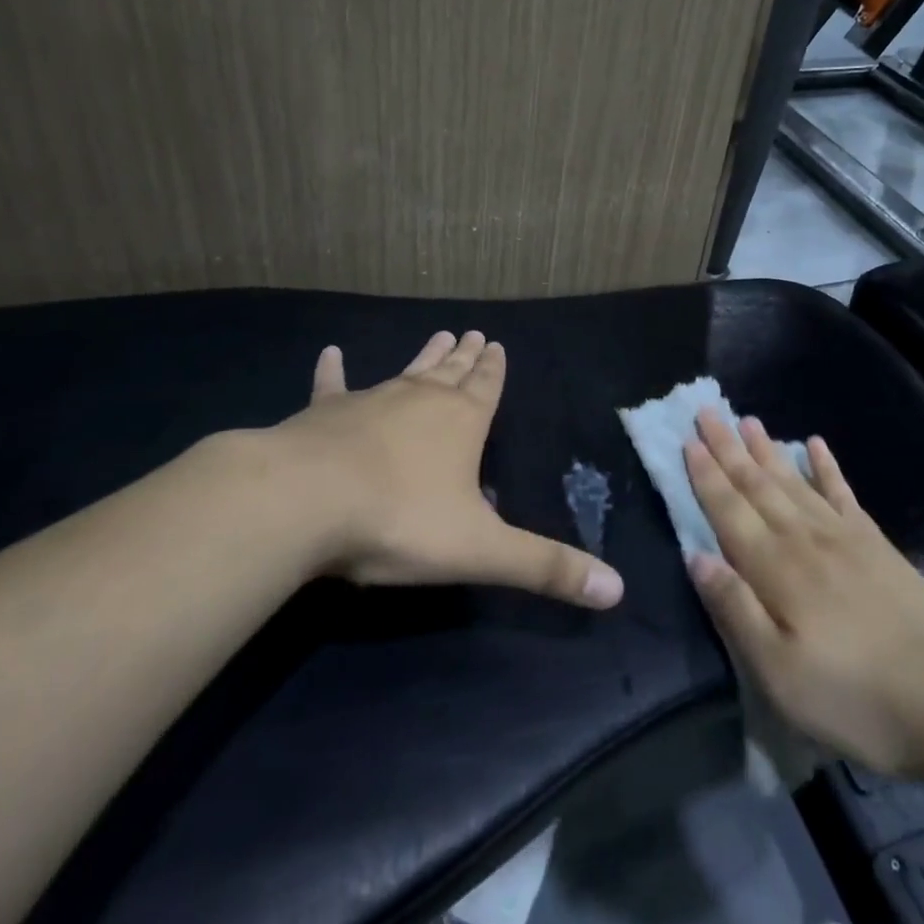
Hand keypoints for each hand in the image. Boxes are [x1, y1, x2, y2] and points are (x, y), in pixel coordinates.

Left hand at [261, 331, 623, 609]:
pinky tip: (331, 352)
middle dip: (465, 357)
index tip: (497, 343)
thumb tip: (617, 591)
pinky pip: (331, 385)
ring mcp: (370, 401)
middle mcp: (420, 401)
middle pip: (451, 373)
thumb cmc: (401, 521)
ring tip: (440, 333)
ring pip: (406, 373)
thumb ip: (546, 568)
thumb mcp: (482, 551)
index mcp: (462, 423)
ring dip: (423, 357)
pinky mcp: (323, 414)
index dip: (494, 369)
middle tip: (474, 332)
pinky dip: (332, 371)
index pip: (487, 388)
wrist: (306, 501)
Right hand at [683, 412, 923, 777]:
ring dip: (766, 449)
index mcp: (774, 568)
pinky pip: (842, 493)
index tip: (688, 440)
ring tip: (747, 420)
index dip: (706, 475)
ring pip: (793, 481)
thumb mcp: (778, 672)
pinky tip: (815, 444)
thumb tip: (694, 556)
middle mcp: (803, 539)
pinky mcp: (875, 544)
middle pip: (757, 485)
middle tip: (707, 412)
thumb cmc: (853, 695)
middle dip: (728, 448)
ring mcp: (842, 536)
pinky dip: (826, 466)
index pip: (729, 511)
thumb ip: (734, 609)